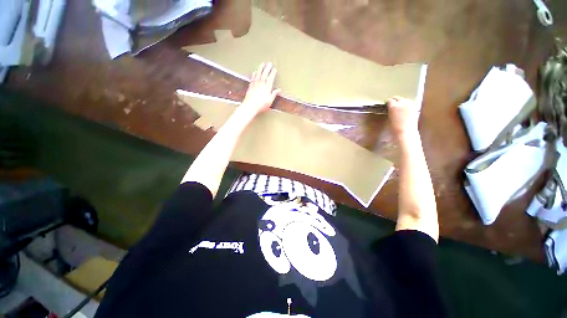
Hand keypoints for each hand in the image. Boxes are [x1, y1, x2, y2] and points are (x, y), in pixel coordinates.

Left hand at [240, 63, 280, 115]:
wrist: (250, 106)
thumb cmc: (261, 105)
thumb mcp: (270, 101)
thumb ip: (274, 94)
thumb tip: (279, 90)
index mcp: (267, 87)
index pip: (271, 77)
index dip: (273, 72)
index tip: (275, 69)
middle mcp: (261, 84)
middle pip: (264, 73)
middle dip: (267, 68)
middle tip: (269, 63)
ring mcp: (255, 84)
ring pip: (258, 74)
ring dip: (260, 68)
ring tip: (262, 64)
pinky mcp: (250, 86)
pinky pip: (252, 78)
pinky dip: (254, 74)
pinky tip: (254, 72)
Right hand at [387, 96, 419, 138]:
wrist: (406, 131)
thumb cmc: (395, 127)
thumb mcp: (389, 118)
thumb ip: (390, 110)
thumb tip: (391, 108)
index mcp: (393, 106)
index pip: (390, 100)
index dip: (388, 102)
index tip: (387, 103)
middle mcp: (402, 103)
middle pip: (398, 98)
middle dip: (395, 100)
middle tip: (393, 103)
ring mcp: (409, 104)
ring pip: (404, 99)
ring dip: (401, 101)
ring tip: (399, 105)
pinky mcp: (415, 107)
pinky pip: (410, 102)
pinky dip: (407, 103)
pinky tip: (405, 108)